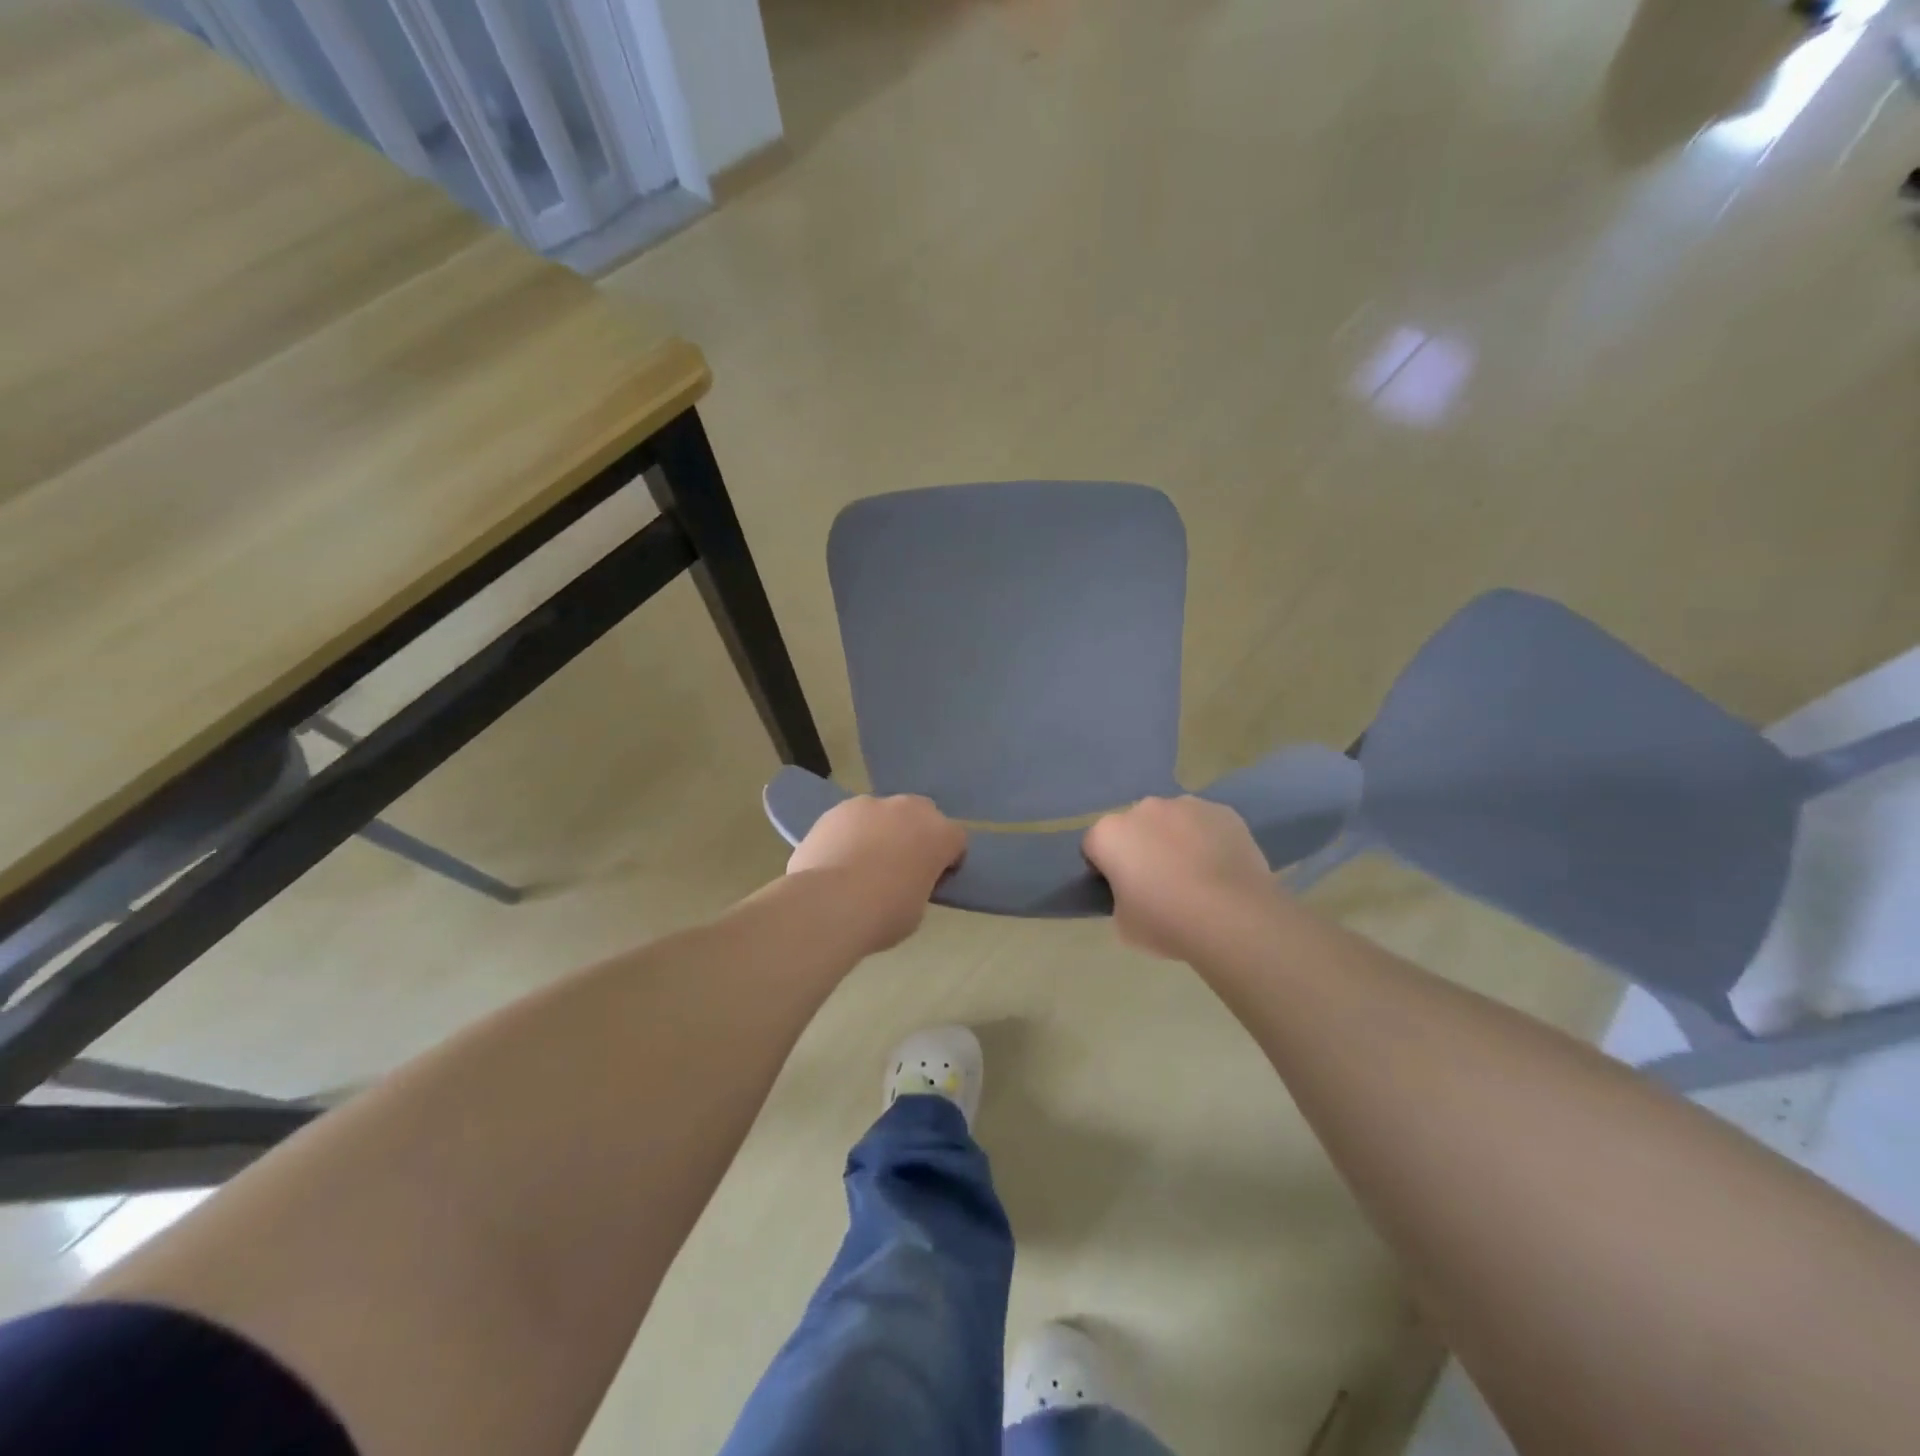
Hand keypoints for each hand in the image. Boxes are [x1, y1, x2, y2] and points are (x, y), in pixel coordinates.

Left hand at [787, 796, 966, 950]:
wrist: (827, 904)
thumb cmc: (883, 914)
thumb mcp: (917, 908)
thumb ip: (919, 883)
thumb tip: (905, 879)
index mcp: (939, 834)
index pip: (956, 840)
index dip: (947, 860)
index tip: (933, 879)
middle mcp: (909, 809)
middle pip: (922, 814)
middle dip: (916, 833)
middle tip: (901, 865)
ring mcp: (871, 804)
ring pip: (884, 813)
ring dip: (882, 830)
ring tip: (862, 861)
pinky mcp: (838, 809)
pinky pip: (853, 818)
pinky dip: (851, 832)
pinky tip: (837, 858)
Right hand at [1083, 797, 1277, 960]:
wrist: (1234, 918)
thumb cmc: (1167, 923)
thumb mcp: (1123, 924)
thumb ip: (1120, 898)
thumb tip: (1134, 891)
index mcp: (1110, 834)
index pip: (1094, 846)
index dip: (1103, 868)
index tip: (1119, 890)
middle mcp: (1143, 809)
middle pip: (1133, 826)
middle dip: (1139, 847)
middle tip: (1158, 883)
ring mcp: (1186, 805)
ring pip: (1171, 820)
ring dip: (1174, 839)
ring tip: (1195, 875)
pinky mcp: (1222, 811)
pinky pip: (1205, 824)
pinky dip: (1207, 839)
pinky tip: (1220, 868)